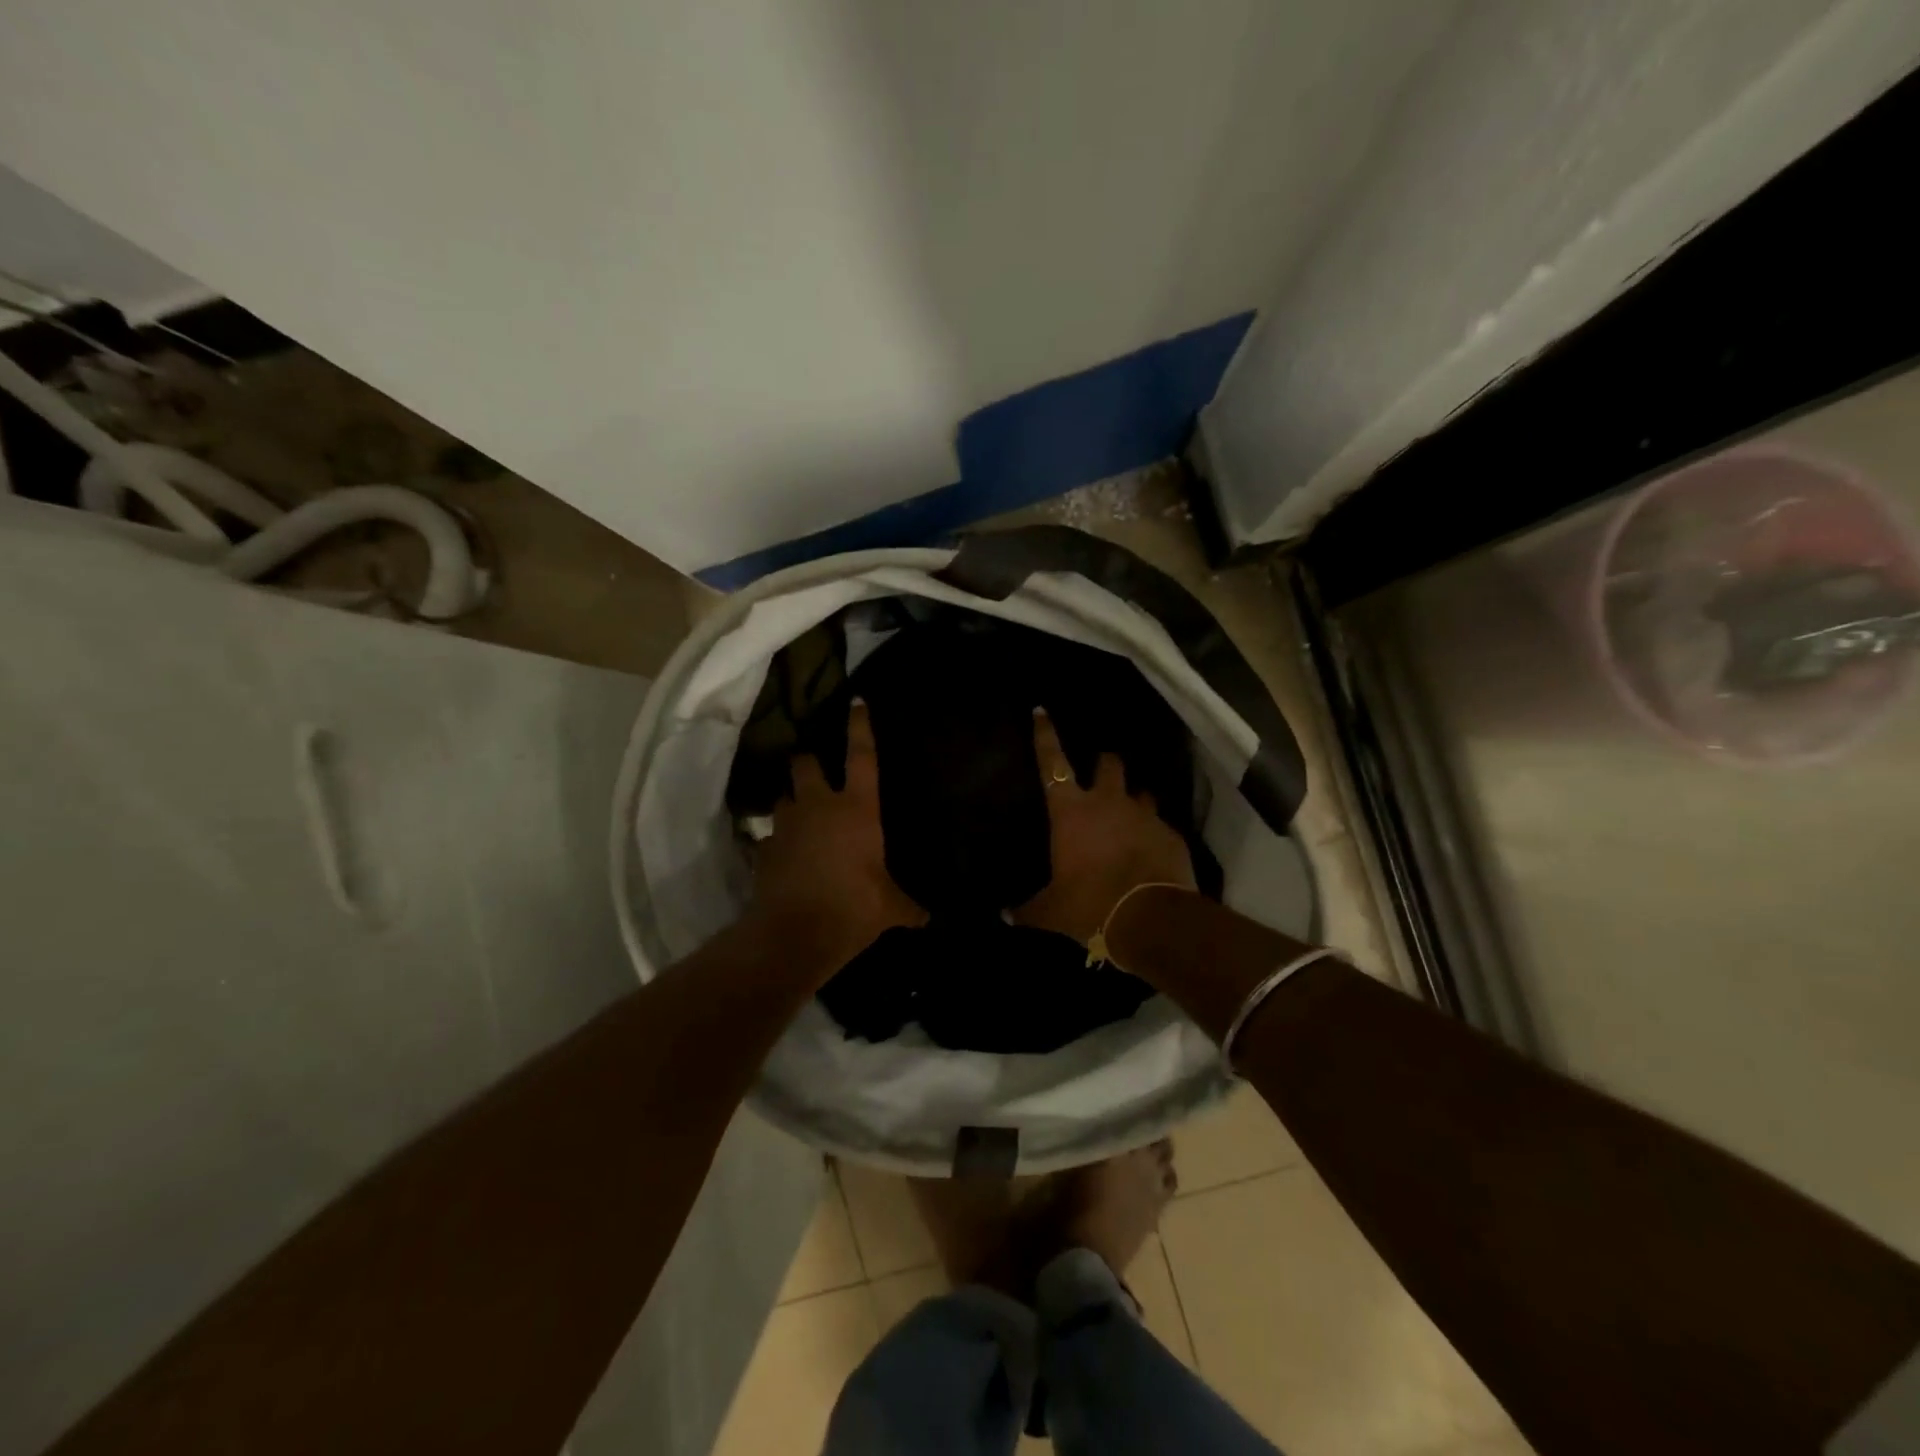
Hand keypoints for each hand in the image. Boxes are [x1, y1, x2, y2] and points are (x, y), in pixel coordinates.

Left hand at [749, 700, 925, 982]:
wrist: (793, 935)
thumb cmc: (852, 909)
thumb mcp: (890, 908)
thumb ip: (910, 906)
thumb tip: (929, 917)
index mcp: (856, 809)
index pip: (861, 756)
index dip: (859, 727)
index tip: (856, 701)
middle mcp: (818, 807)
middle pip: (806, 764)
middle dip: (809, 761)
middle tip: (816, 769)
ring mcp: (786, 826)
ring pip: (784, 797)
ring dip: (793, 801)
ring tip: (802, 816)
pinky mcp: (765, 850)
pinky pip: (771, 837)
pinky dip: (779, 841)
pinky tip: (787, 856)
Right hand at [1013, 709, 1194, 945]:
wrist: (1152, 919)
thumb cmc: (1090, 905)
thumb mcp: (1051, 912)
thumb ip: (1028, 910)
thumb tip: (1005, 915)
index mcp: (1071, 811)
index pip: (1052, 762)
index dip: (1045, 735)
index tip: (1041, 710)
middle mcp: (1108, 802)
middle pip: (1109, 764)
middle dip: (1104, 763)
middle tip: (1101, 773)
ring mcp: (1144, 815)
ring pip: (1140, 792)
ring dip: (1132, 800)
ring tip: (1129, 818)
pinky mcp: (1171, 834)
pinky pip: (1160, 825)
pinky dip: (1153, 833)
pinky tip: (1150, 853)